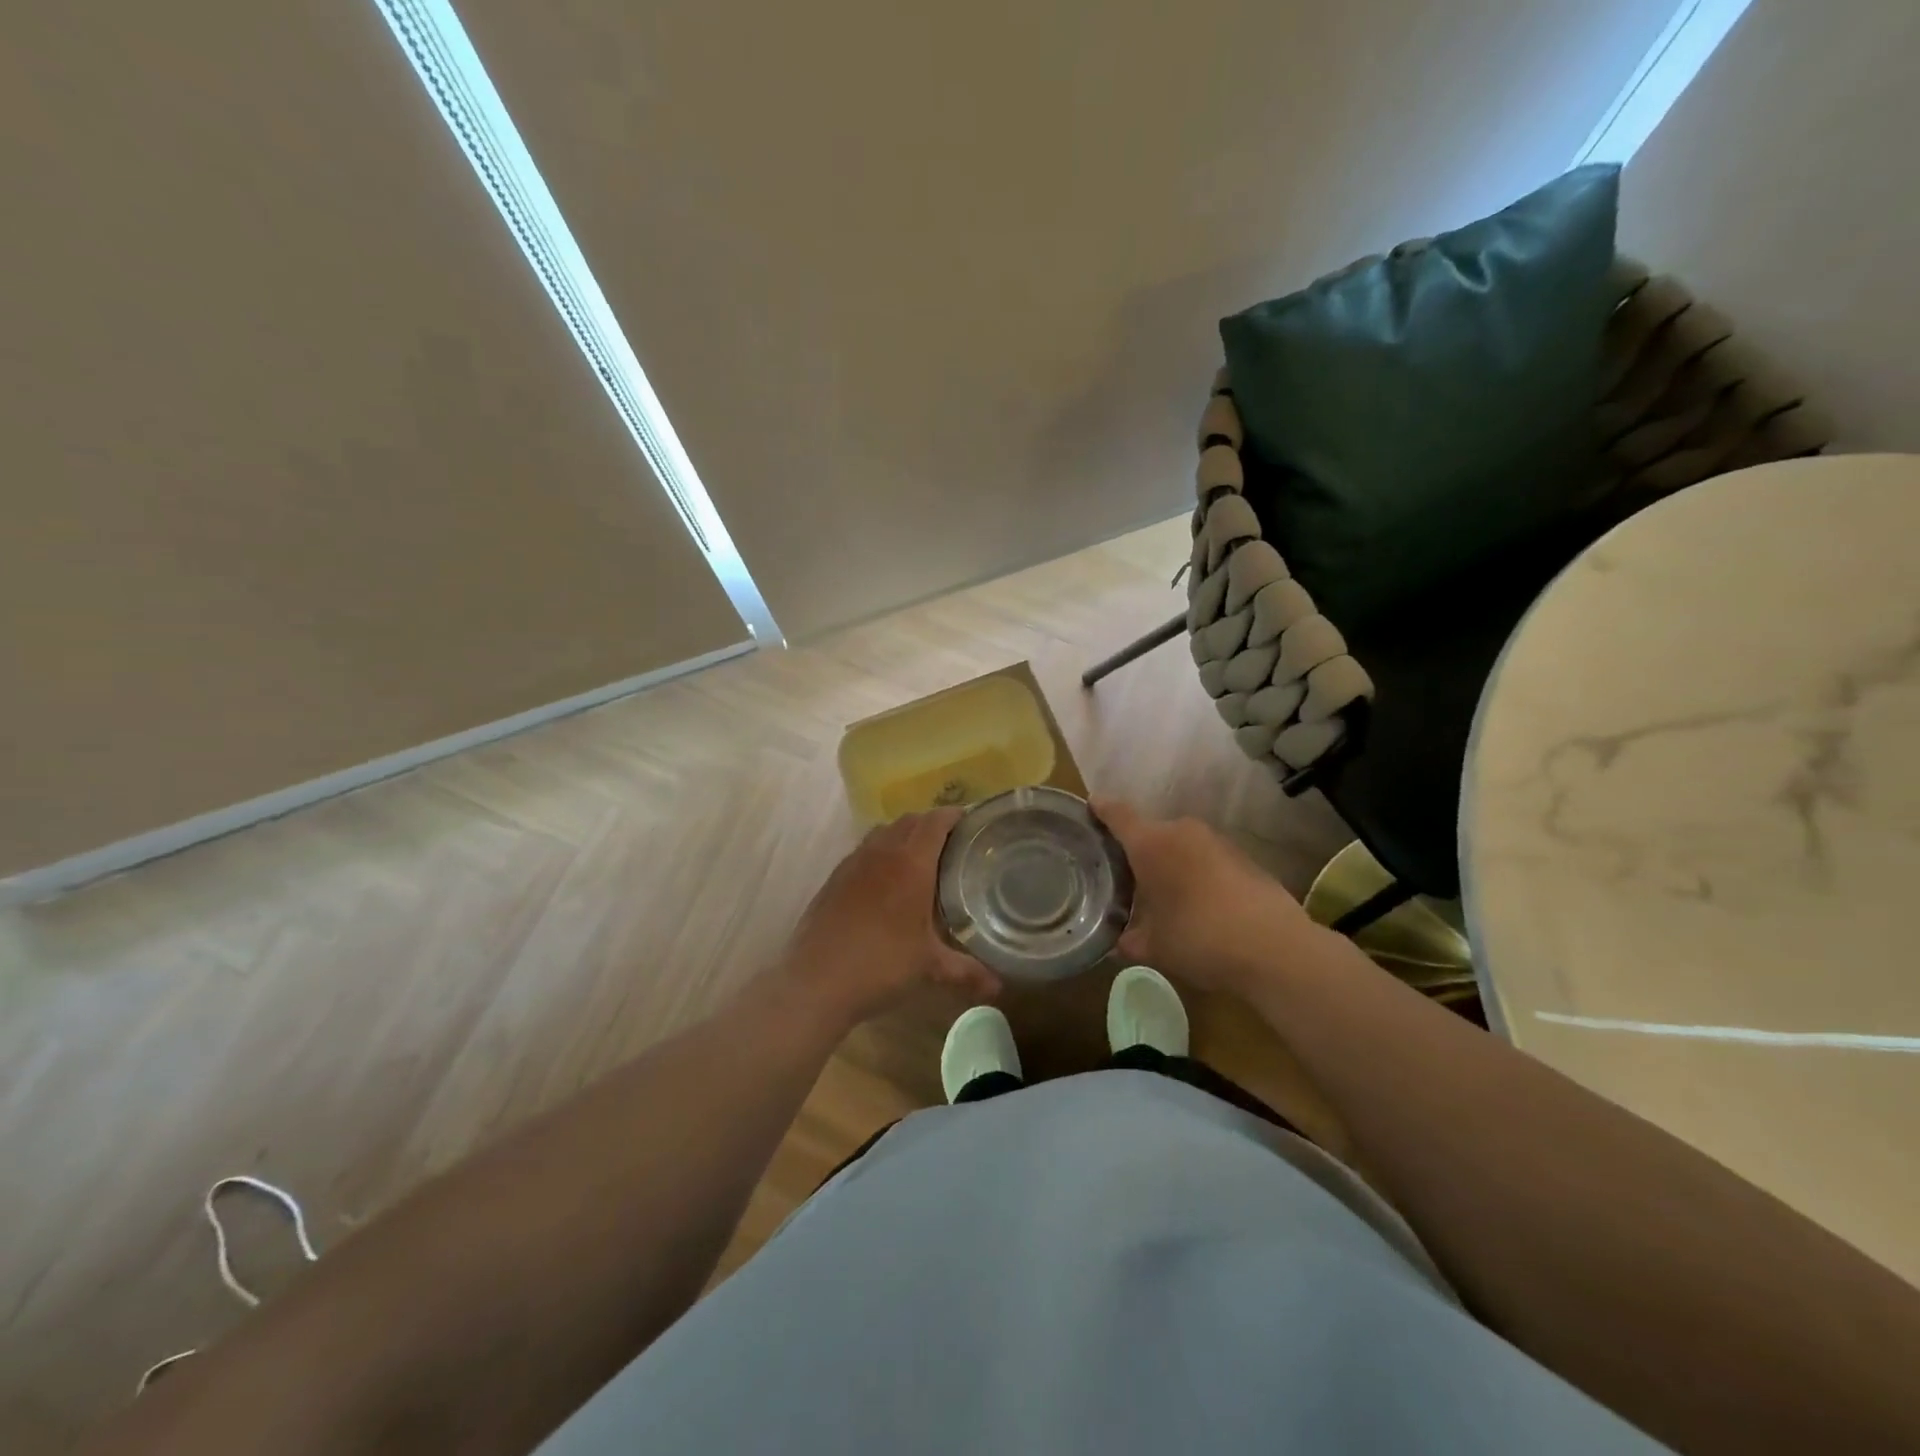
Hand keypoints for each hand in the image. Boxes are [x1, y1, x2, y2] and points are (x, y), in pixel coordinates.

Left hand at [778, 808, 1000, 1029]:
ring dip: (903, 835)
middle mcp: (881, 853)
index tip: (972, 822)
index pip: (936, 822)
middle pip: (910, 820)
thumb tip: (998, 988)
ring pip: (883, 832)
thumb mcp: (929, 968)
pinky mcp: (834, 878)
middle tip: (952, 844)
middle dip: (932, 824)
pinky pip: (863, 850)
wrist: (816, 981)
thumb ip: (967, 972)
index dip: (955, 816)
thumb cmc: (881, 965)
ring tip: (920, 859)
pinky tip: (885, 883)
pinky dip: (880, 853)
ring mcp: (853, 863)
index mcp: (911, 864)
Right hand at [1095, 800, 1324, 998]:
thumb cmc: (1199, 938)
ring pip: (1181, 846)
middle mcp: (1182, 832)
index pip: (1117, 814)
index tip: (1090, 806)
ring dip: (1170, 863)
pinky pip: (1207, 860)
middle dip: (1137, 850)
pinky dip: (1197, 874)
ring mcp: (1217, 842)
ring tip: (1162, 894)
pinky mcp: (1244, 858)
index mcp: (1151, 844)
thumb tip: (1119, 941)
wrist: (1275, 949)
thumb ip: (1129, 939)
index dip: (1101, 809)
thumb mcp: (1154, 947)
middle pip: (1150, 832)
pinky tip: (1199, 905)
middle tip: (1125, 876)